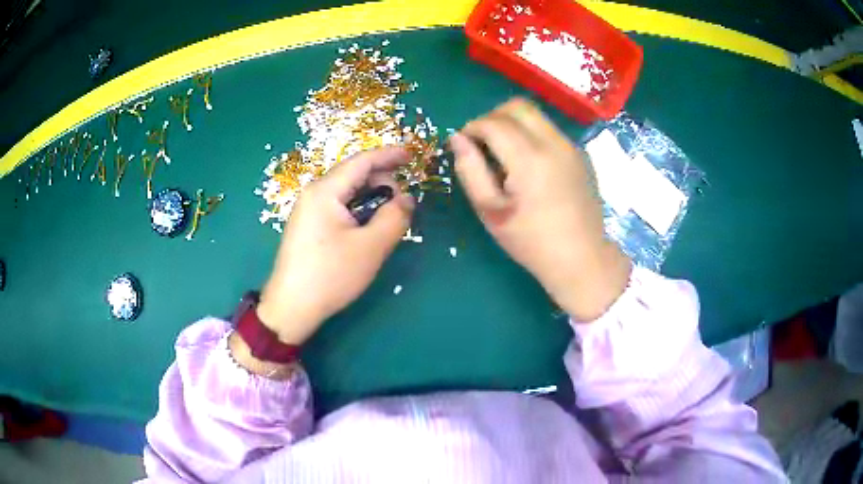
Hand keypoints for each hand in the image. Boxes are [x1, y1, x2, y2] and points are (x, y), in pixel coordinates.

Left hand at [257, 147, 414, 344]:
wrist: (291, 307)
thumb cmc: (330, 275)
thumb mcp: (371, 247)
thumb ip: (395, 217)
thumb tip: (407, 198)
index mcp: (325, 191)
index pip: (362, 161)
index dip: (389, 155)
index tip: (412, 154)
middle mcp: (313, 194)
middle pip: (353, 175)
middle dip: (382, 181)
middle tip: (404, 202)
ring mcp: (307, 210)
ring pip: (346, 193)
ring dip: (371, 198)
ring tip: (389, 217)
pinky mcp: (308, 227)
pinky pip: (338, 208)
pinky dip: (358, 210)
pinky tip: (368, 228)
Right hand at [451, 98, 630, 320]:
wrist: (582, 257)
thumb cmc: (531, 241)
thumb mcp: (491, 211)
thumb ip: (470, 170)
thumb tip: (457, 138)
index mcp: (529, 159)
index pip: (493, 123)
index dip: (471, 127)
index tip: (462, 144)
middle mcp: (553, 143)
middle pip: (517, 107)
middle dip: (492, 117)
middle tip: (481, 142)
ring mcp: (570, 146)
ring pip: (536, 115)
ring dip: (512, 123)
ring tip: (502, 152)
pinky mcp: (579, 154)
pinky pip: (549, 129)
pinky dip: (530, 133)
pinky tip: (527, 162)